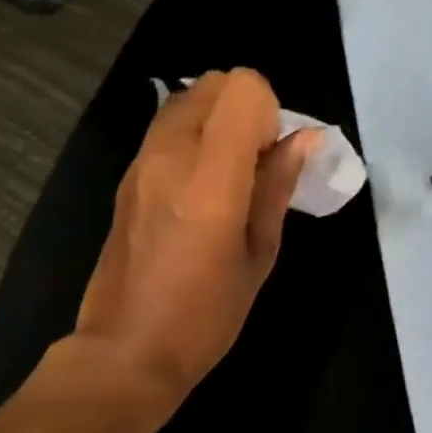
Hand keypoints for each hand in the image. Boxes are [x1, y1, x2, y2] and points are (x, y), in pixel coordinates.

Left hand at [71, 68, 316, 418]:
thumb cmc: (205, 315)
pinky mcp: (126, 176)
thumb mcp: (259, 254)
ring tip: (228, 175)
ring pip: (186, 99)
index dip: (269, 111)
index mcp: (210, 177)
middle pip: (213, 83)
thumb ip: (278, 186)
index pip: (242, 88)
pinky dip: (193, 135)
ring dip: (217, 119)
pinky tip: (200, 188)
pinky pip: (166, 128)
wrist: (126, 350)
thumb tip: (305, 138)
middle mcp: (170, 154)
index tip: (273, 156)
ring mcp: (141, 161)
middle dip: (245, 108)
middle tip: (256, 162)